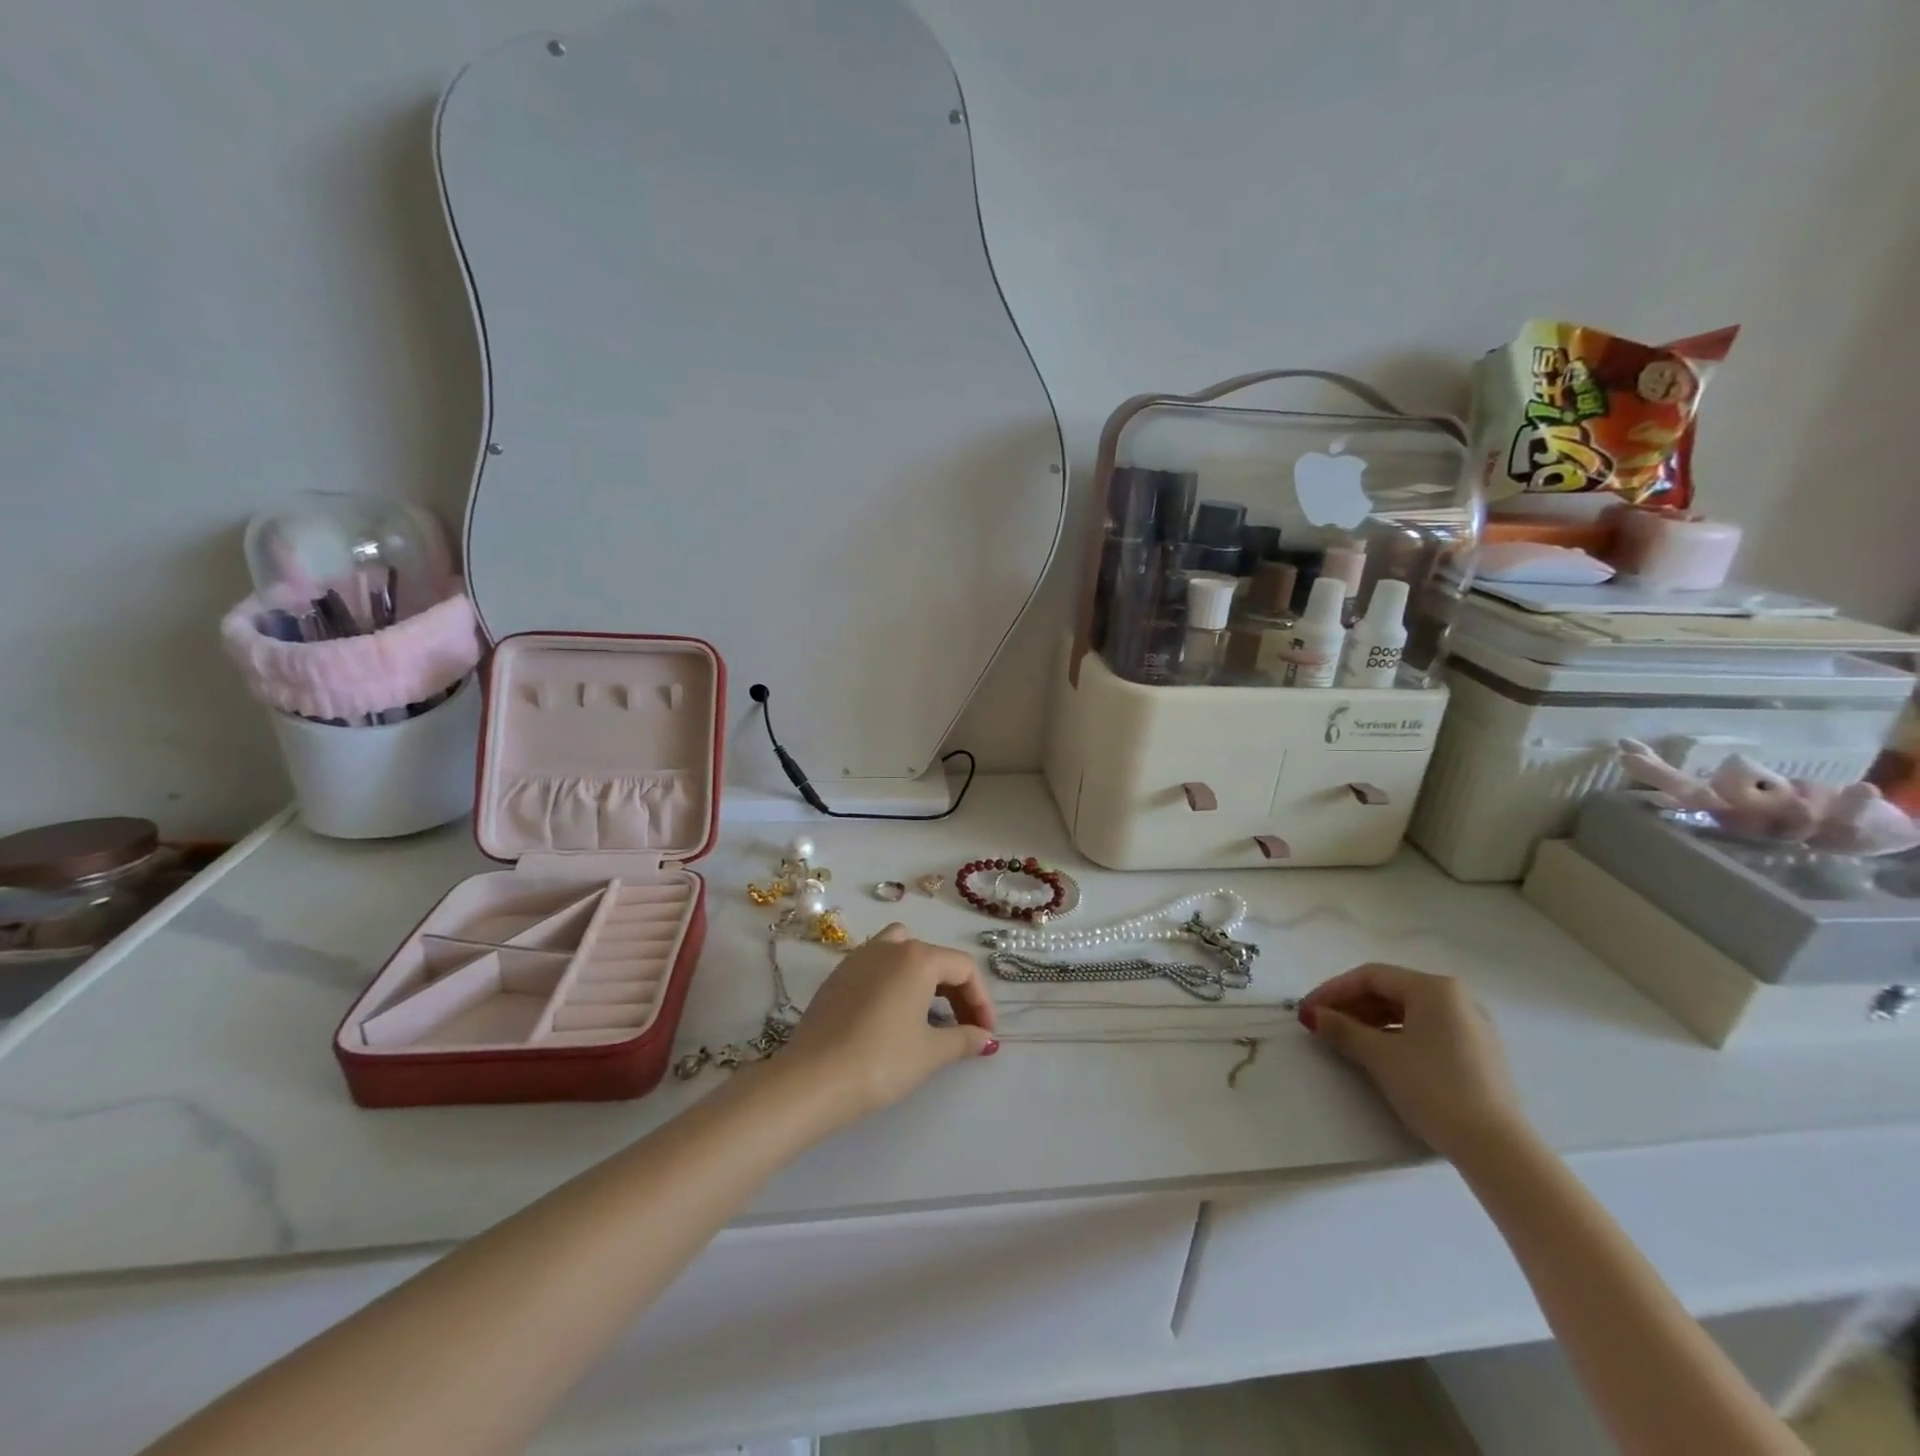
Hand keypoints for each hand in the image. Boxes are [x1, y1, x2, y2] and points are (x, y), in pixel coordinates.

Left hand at [780, 924, 998, 1125]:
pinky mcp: (837, 977)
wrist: (812, 1079)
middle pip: (934, 957)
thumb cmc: (881, 1061)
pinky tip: (892, 1017)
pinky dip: (894, 982)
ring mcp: (858, 958)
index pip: (963, 967)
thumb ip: (963, 1039)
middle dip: (955, 990)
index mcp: (917, 958)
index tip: (985, 1032)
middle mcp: (889, 947)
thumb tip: (986, 1038)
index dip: (981, 999)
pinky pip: (877, 967)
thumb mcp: (930, 1053)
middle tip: (963, 1028)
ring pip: (902, 952)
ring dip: (923, 977)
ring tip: (928, 1014)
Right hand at [1298, 963, 1524, 1162]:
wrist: (1497, 1148)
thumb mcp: (1379, 1056)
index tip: (1308, 1010)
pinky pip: (1426, 1030)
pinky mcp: (1477, 1053)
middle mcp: (1456, 998)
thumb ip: (1341, 1029)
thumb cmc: (1434, 1088)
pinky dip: (1396, 1035)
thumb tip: (1312, 1015)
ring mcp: (1471, 1026)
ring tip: (1344, 1040)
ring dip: (1371, 1021)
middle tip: (1322, 1024)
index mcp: (1434, 988)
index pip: (1371, 976)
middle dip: (1351, 1006)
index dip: (1333, 990)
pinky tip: (1379, 1053)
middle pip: (1391, 991)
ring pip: (1408, 1012)